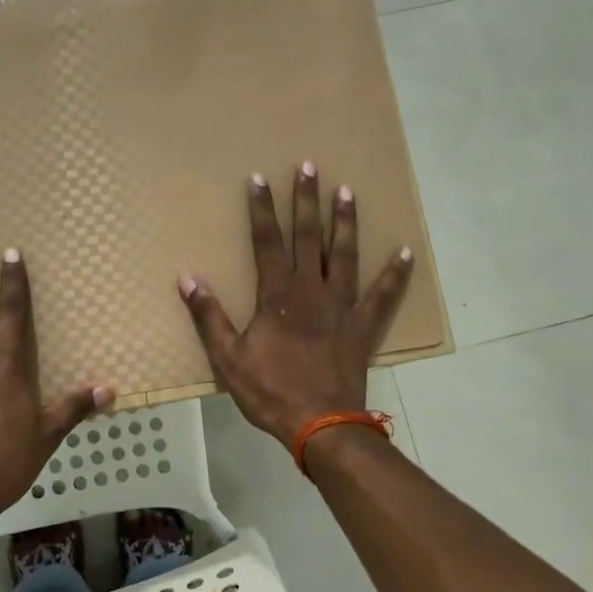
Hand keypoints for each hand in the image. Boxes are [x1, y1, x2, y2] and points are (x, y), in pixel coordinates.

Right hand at [179, 162, 413, 446]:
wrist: (320, 424)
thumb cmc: (270, 391)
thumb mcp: (227, 358)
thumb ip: (208, 316)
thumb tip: (187, 278)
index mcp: (278, 295)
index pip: (266, 241)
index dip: (261, 209)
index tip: (259, 178)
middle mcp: (312, 290)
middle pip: (309, 236)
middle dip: (306, 200)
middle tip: (310, 167)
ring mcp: (342, 307)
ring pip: (346, 255)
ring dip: (345, 222)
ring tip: (347, 191)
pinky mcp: (363, 327)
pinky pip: (384, 296)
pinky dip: (395, 275)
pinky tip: (405, 252)